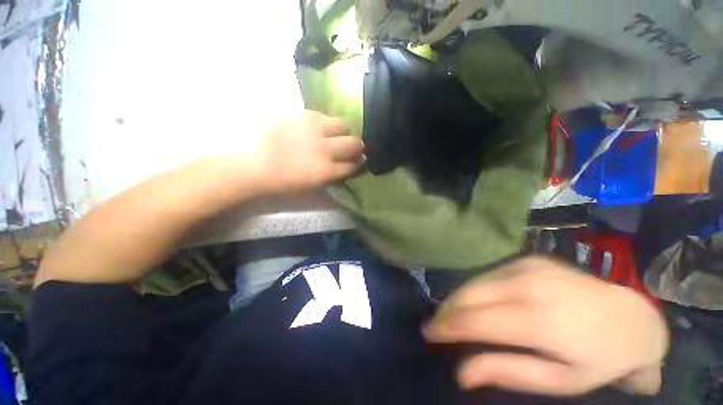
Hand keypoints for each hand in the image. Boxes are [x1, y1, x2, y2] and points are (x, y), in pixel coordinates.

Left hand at [248, 111, 364, 194]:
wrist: (257, 167)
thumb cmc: (285, 183)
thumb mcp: (314, 188)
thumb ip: (334, 177)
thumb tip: (347, 166)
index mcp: (326, 171)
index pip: (353, 165)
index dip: (358, 163)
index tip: (359, 161)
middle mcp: (324, 149)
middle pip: (353, 143)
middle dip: (357, 147)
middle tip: (353, 148)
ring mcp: (313, 130)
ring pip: (342, 124)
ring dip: (344, 132)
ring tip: (338, 135)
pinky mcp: (302, 116)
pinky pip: (323, 115)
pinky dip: (327, 123)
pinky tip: (320, 128)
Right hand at [423, 256, 667, 396]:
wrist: (633, 319)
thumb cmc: (600, 359)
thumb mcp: (560, 381)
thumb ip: (508, 372)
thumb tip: (463, 373)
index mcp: (540, 320)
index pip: (476, 320)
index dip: (447, 327)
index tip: (429, 334)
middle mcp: (528, 285)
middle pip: (469, 295)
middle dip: (446, 311)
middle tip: (435, 325)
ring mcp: (528, 267)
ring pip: (475, 282)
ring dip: (457, 299)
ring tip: (450, 315)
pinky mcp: (528, 260)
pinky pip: (489, 275)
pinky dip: (475, 289)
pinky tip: (475, 302)